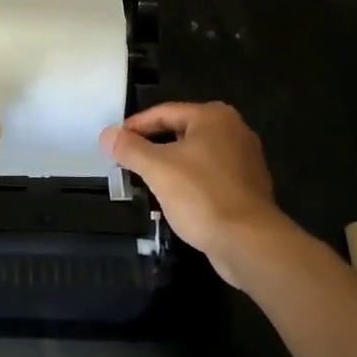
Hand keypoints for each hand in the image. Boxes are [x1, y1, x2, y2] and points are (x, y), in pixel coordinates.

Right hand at [101, 102, 283, 287]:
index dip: (135, 126)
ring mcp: (245, 159)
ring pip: (196, 154)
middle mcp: (234, 130)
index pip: (164, 113)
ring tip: (145, 179)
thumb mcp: (157, 169)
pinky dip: (190, 180)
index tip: (114, 141)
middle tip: (127, 159)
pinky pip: (210, 175)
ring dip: (170, 164)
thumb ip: (130, 148)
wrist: (249, 243)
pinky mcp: (248, 187)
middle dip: (153, 145)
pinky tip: (175, 197)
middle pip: (181, 131)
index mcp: (214, 117)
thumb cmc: (202, 196)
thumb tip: (106, 134)